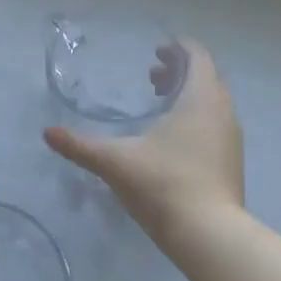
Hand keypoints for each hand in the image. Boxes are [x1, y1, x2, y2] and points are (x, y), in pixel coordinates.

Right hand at [44, 38, 243, 243]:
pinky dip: (196, 120)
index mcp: (200, 98)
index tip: (157, 50)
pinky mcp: (232, 162)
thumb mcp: (115, 161)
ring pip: (212, 103)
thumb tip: (48, 133)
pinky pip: (215, 126)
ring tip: (160, 107)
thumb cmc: (163, 184)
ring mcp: (231, 138)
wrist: (208, 233)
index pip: (197, 56)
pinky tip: (173, 142)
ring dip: (188, 97)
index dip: (178, 48)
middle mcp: (223, 111)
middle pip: (206, 77)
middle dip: (179, 73)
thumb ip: (80, 145)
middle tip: (151, 78)